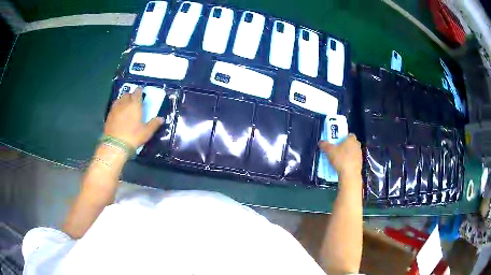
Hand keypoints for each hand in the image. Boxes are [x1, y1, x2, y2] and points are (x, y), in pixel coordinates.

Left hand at [104, 87, 162, 148]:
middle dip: (131, 96)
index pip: (137, 92)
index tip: (141, 93)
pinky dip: (117, 108)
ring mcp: (115, 109)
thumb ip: (154, 124)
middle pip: (127, 94)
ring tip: (126, 106)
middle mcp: (124, 103)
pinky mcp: (108, 116)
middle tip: (134, 101)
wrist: (115, 145)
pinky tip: (119, 114)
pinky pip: (114, 107)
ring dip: (123, 101)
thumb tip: (161, 119)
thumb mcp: (147, 132)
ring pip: (119, 100)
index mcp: (135, 104)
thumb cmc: (133, 136)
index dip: (140, 91)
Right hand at [318, 133, 361, 178]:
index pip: (349, 134)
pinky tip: (342, 167)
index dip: (343, 137)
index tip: (337, 142)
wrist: (350, 174)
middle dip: (344, 146)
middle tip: (336, 151)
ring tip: (338, 160)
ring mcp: (360, 155)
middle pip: (350, 143)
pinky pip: (353, 161)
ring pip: (352, 152)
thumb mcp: (329, 151)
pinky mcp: (360, 164)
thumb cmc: (341, 159)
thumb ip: (324, 145)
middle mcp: (357, 146)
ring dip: (347, 155)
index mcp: (351, 139)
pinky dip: (348, 162)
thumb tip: (321, 142)